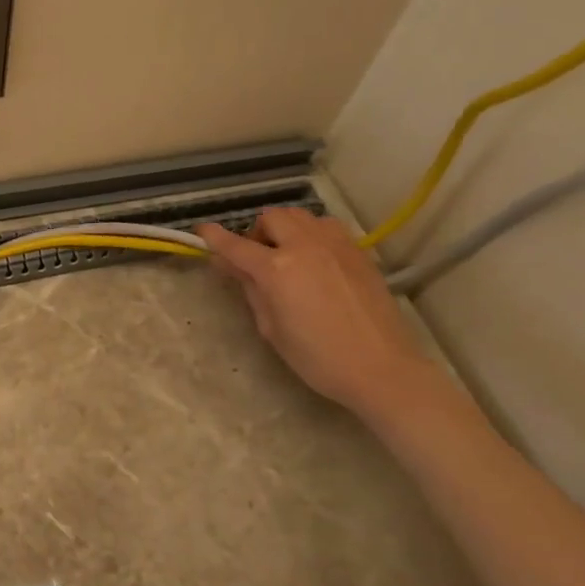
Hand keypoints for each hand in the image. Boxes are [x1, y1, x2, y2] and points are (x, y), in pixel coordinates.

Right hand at [198, 208, 430, 415]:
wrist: (382, 368)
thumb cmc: (317, 358)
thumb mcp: (271, 328)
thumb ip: (250, 290)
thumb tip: (230, 265)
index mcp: (277, 270)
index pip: (236, 245)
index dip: (215, 237)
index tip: (202, 231)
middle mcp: (305, 247)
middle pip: (271, 218)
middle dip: (257, 232)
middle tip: (256, 258)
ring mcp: (335, 245)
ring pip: (301, 217)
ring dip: (286, 229)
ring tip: (287, 254)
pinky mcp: (358, 252)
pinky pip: (326, 227)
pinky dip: (311, 234)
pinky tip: (315, 260)